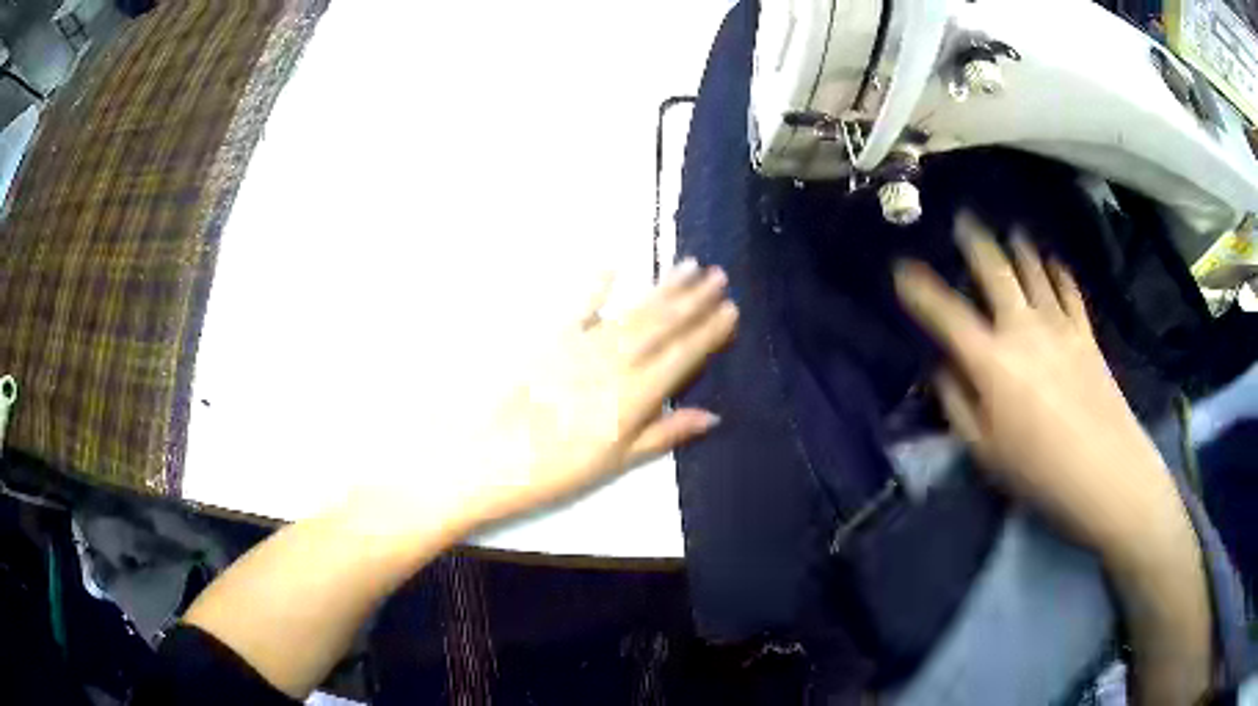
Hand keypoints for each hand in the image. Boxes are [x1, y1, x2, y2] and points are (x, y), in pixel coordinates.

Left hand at [464, 260, 737, 525]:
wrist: (489, 456)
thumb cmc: (556, 470)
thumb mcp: (616, 462)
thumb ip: (663, 433)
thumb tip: (711, 416)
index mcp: (635, 395)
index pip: (682, 356)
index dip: (708, 332)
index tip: (730, 309)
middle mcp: (615, 361)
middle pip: (661, 324)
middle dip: (693, 299)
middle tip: (718, 274)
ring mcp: (581, 344)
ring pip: (632, 310)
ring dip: (662, 287)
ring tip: (688, 266)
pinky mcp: (549, 336)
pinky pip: (579, 304)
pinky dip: (596, 284)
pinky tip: (612, 265)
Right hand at [893, 215, 1188, 562]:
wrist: (1105, 472)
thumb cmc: (1038, 470)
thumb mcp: (985, 451)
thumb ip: (959, 405)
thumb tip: (945, 370)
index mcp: (991, 360)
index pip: (946, 314)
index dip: (920, 289)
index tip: (902, 269)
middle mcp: (1022, 329)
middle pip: (996, 272)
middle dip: (976, 243)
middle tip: (964, 221)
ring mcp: (1058, 326)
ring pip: (1034, 271)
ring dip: (1019, 249)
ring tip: (1010, 233)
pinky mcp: (1085, 334)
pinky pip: (1069, 291)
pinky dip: (1058, 272)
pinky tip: (1053, 262)